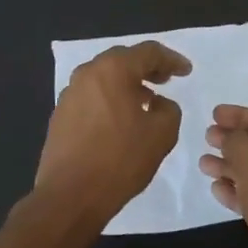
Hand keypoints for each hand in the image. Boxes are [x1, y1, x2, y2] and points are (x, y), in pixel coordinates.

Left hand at [33, 41, 191, 230]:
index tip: (186, 71)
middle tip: (166, 79)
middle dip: (147, 67)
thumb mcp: (162, 133)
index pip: (148, 52)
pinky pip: (92, 96)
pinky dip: (110, 99)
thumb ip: (169, 109)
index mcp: (113, 70)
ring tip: (146, 100)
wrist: (70, 195)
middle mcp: (87, 74)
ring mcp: (69, 94)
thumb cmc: (120, 160)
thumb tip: (157, 103)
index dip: (171, 59)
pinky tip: (121, 119)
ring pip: (104, 78)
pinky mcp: (60, 115)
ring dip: (127, 84)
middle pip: (123, 60)